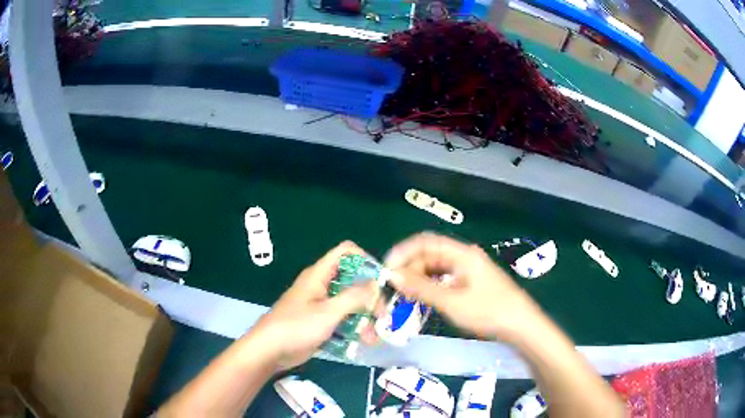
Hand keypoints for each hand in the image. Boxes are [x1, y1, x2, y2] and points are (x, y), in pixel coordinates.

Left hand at [248, 241, 378, 370]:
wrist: (270, 350)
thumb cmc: (296, 326)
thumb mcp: (328, 312)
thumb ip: (354, 297)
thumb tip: (375, 285)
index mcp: (319, 275)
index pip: (345, 252)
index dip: (365, 260)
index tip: (381, 280)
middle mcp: (321, 286)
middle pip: (352, 281)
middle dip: (370, 297)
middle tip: (383, 316)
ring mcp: (320, 305)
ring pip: (349, 304)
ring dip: (364, 318)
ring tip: (373, 338)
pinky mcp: (320, 322)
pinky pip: (342, 319)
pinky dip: (353, 328)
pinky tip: (363, 342)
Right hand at [384, 232, 540, 340]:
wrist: (520, 325)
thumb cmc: (488, 310)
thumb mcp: (451, 301)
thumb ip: (421, 288)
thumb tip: (393, 276)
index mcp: (462, 254)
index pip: (426, 242)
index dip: (404, 252)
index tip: (387, 269)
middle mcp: (464, 257)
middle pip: (430, 255)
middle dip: (410, 269)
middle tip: (394, 289)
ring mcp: (469, 271)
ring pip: (436, 269)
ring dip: (419, 280)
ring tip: (405, 296)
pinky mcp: (471, 284)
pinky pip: (445, 280)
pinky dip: (431, 288)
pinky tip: (423, 300)